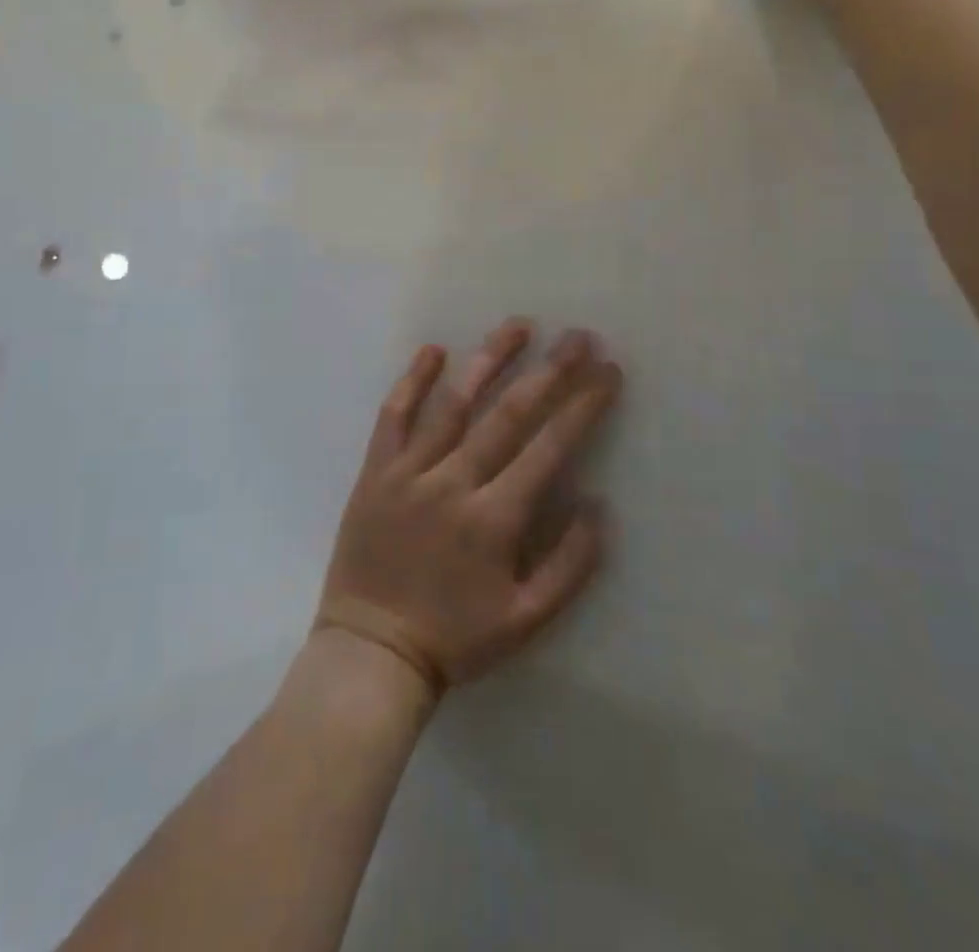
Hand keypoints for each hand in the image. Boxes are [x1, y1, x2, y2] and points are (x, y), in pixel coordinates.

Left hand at [315, 319, 620, 699]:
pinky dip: (412, 380)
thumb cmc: (454, 638)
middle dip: (550, 372)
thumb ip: (569, 564)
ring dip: (489, 360)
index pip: (549, 447)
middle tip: (579, 337)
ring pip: (454, 404)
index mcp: (494, 519)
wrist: (371, 652)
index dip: (583, 406)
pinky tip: (433, 350)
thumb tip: (598, 505)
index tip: (608, 371)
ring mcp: (410, 472)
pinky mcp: (376, 472)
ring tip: (519, 325)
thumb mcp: (526, 620)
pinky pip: (393, 416)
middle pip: (508, 414)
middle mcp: (454, 483)